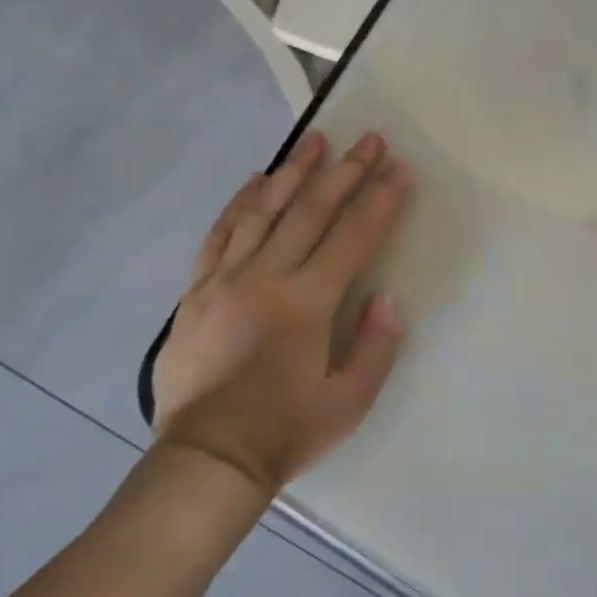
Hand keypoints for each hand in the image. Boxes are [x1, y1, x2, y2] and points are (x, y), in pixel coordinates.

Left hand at [152, 130, 414, 494]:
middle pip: (311, 212)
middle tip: (369, 139)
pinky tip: (256, 181)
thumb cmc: (286, 432)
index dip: (381, 201)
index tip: (400, 169)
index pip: (353, 238)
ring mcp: (225, 279)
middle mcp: (266, 278)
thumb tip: (386, 298)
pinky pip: (220, 234)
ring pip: (264, 211)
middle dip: (346, 172)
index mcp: (307, 304)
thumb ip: (376, 347)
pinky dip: (240, 203)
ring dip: (294, 172)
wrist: (207, 457)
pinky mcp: (196, 290)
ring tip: (315, 140)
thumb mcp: (350, 402)